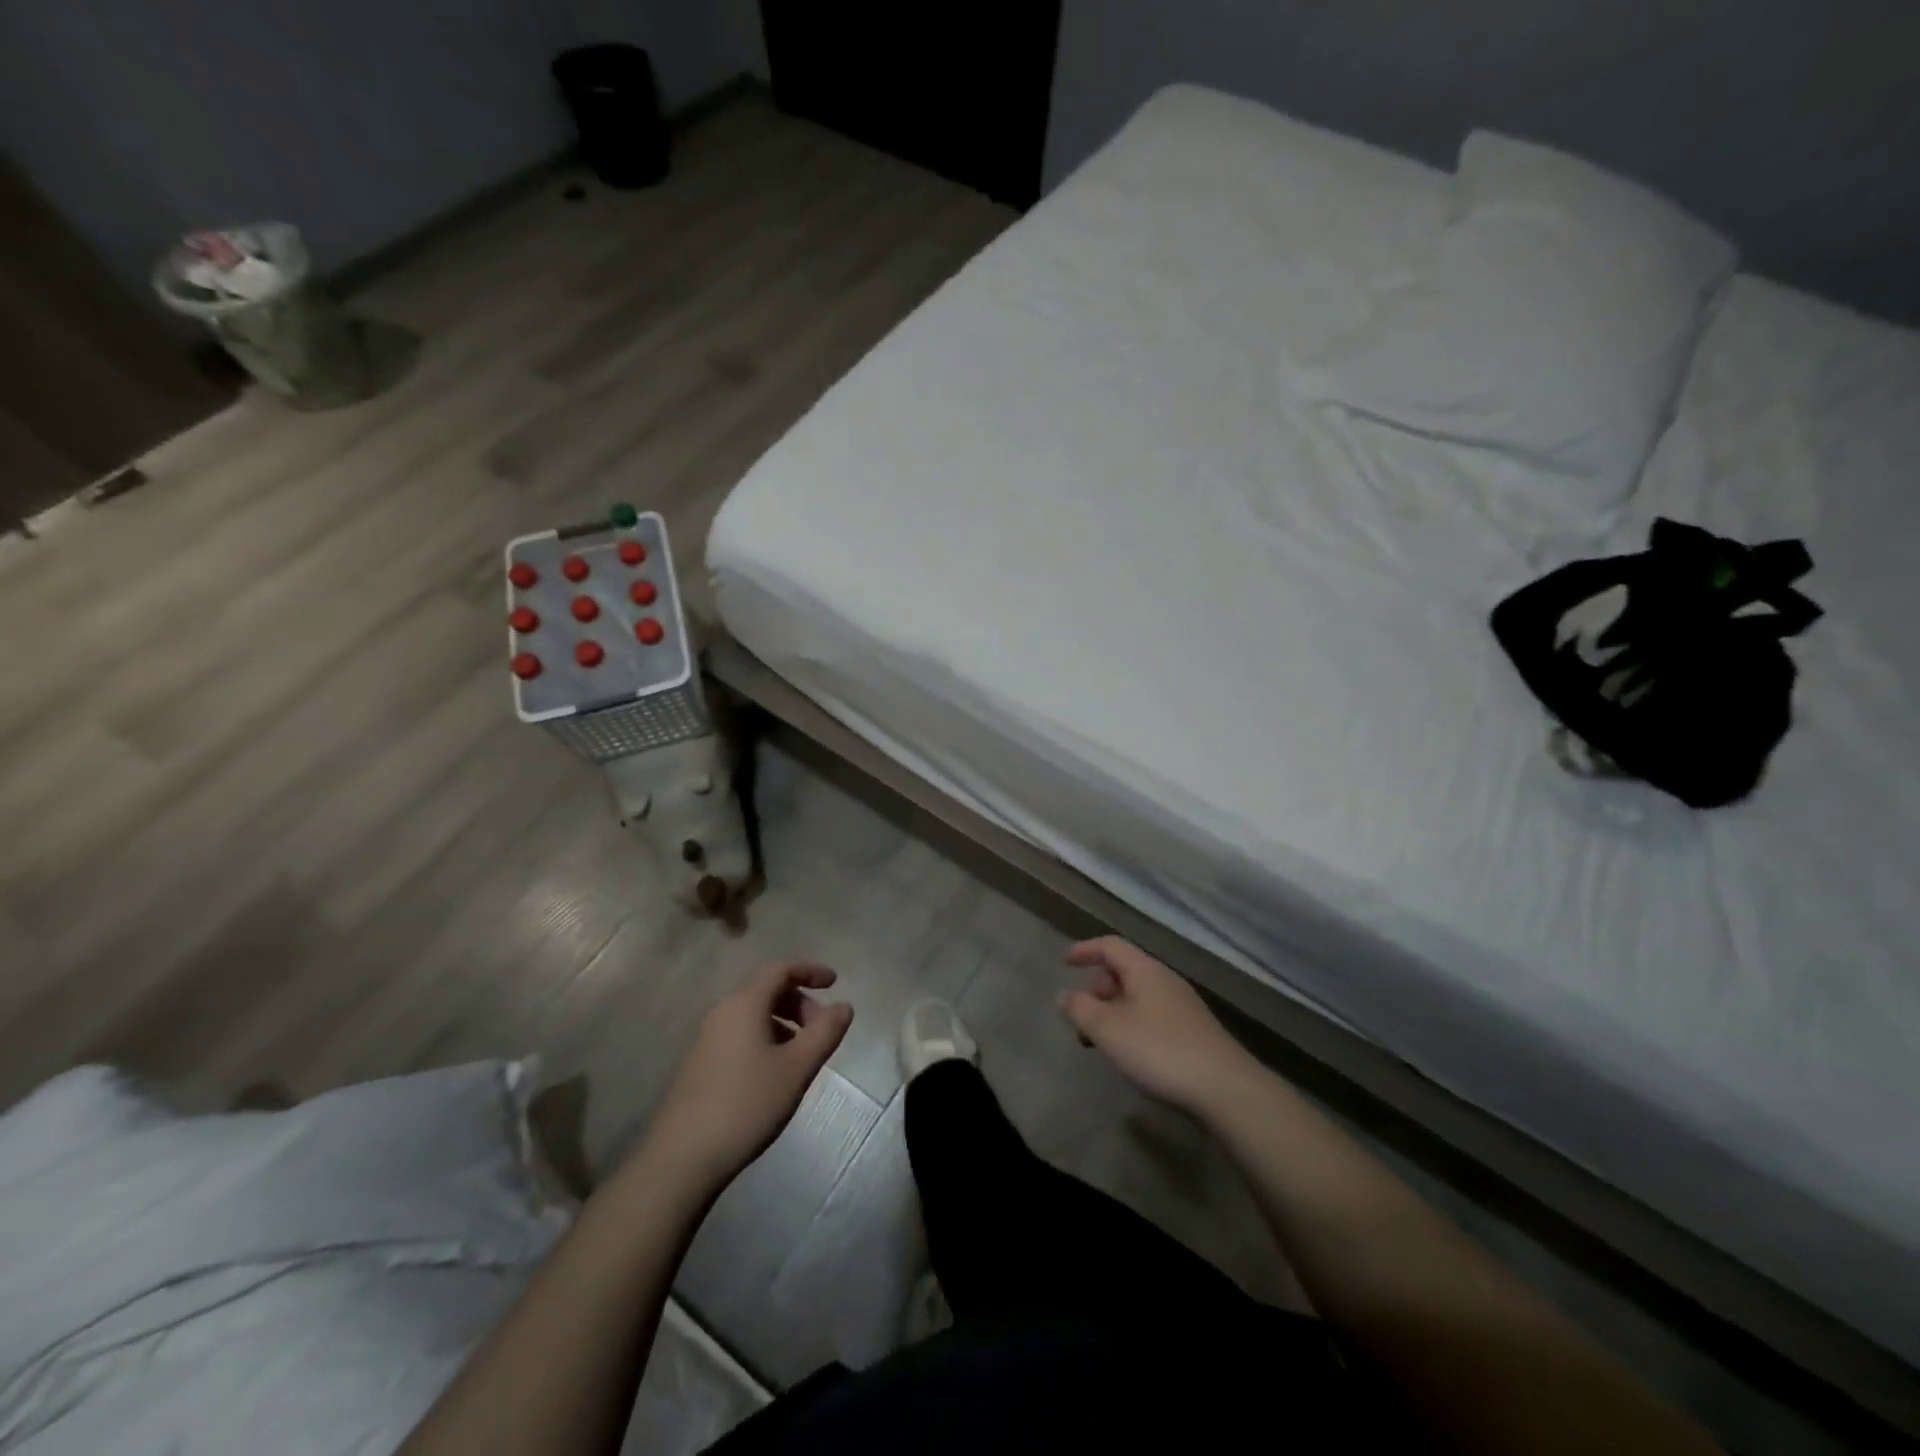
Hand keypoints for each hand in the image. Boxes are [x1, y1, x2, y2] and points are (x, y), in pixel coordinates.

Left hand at [647, 961, 852, 1188]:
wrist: (682, 1158)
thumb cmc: (746, 1104)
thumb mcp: (797, 1068)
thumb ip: (825, 1032)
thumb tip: (844, 1006)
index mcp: (744, 1003)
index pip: (781, 969)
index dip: (810, 970)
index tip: (835, 983)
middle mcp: (723, 1011)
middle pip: (767, 989)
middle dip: (800, 1001)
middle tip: (823, 1029)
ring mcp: (708, 1038)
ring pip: (754, 1013)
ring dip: (785, 1021)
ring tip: (804, 1053)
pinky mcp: (702, 1062)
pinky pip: (742, 1033)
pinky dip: (767, 1037)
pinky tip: (777, 1071)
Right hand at [1059, 937, 1254, 1114]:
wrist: (1225, 1089)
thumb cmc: (1159, 1050)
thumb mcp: (1108, 1030)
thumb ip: (1080, 1009)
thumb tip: (1065, 995)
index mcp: (1145, 970)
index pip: (1111, 946)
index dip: (1085, 950)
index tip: (1064, 962)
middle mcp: (1165, 981)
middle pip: (1124, 971)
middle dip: (1097, 989)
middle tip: (1082, 1018)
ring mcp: (1183, 1006)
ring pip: (1138, 996)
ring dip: (1114, 1011)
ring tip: (1102, 1041)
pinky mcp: (1194, 1032)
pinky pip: (1153, 1016)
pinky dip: (1132, 1025)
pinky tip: (1131, 1054)